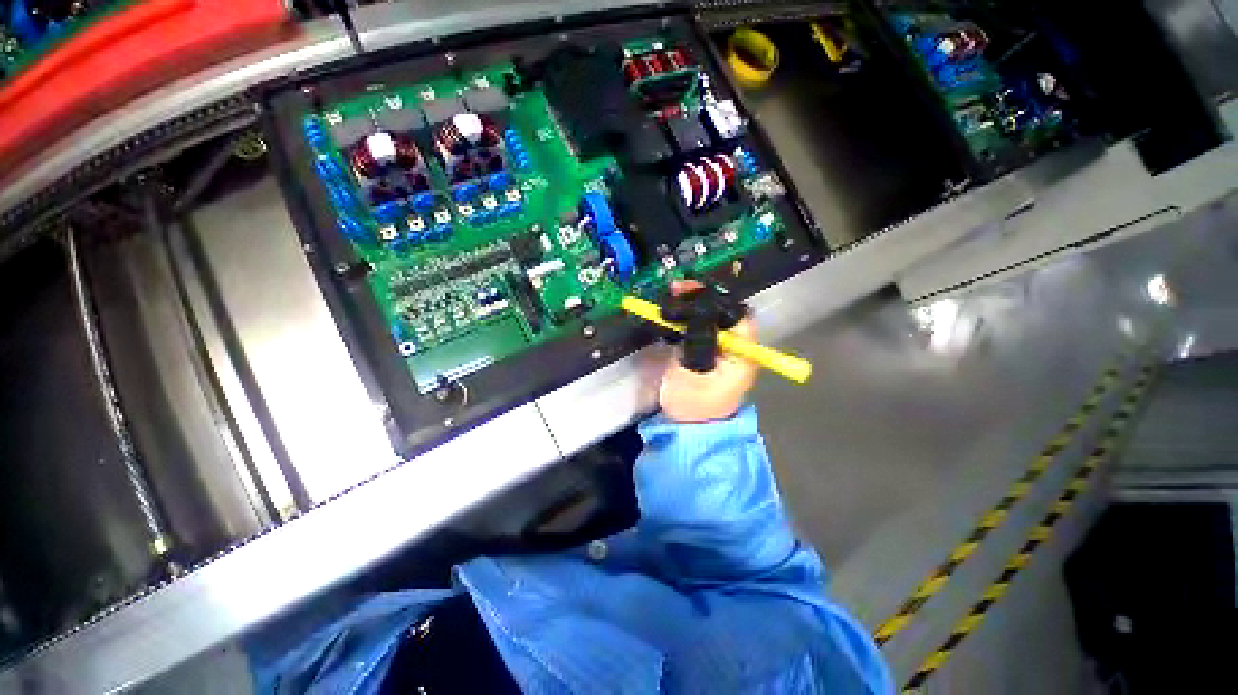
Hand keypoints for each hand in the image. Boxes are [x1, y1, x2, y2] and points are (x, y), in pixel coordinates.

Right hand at [658, 281, 758, 422]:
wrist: (687, 427)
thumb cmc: (692, 405)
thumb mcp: (694, 373)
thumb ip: (700, 341)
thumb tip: (699, 313)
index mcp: (742, 351)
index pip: (736, 312)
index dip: (712, 299)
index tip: (687, 293)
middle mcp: (738, 346)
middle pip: (725, 310)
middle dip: (700, 298)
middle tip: (675, 290)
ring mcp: (724, 348)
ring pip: (712, 316)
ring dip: (692, 305)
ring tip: (671, 300)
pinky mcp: (710, 351)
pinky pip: (702, 326)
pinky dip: (687, 317)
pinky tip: (673, 315)